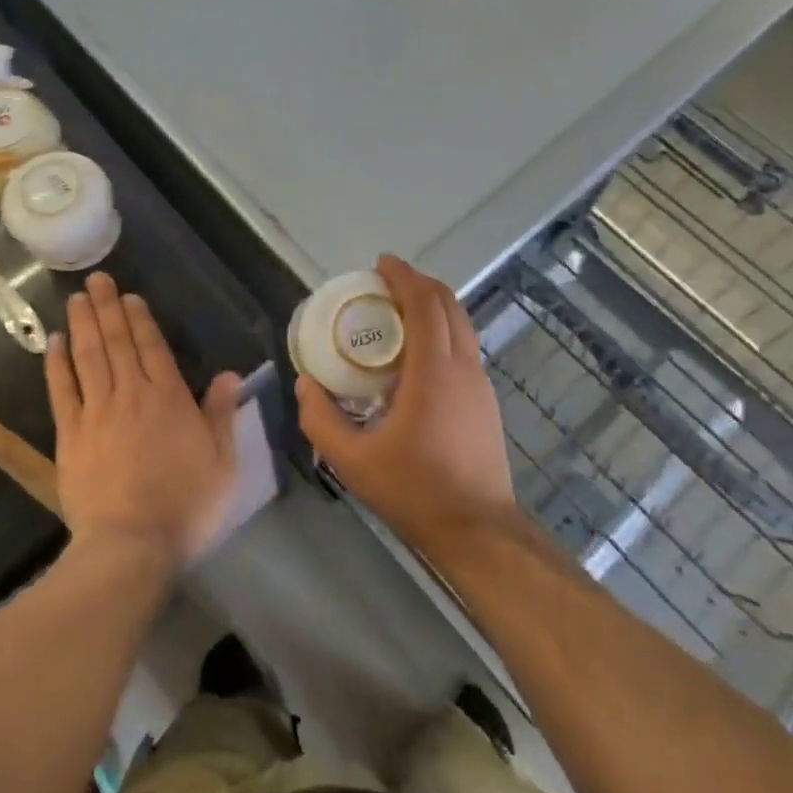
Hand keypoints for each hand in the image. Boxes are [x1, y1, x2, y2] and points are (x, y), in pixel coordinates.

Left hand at [45, 272, 239, 567]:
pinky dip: (57, 364)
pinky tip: (54, 343)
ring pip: (88, 357)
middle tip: (97, 279)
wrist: (130, 544)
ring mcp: (97, 412)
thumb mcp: (221, 462)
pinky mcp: (71, 435)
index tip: (129, 296)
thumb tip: (230, 374)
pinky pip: (62, 390)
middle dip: (108, 308)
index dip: (140, 319)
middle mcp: (131, 395)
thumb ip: (223, 415)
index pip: (153, 347)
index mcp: (169, 398)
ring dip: (83, 324)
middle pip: (117, 343)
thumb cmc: (185, 504)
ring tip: (77, 298)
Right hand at [295, 255, 516, 555]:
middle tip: (386, 282)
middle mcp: (464, 367)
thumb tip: (306, 384)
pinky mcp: (485, 401)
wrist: (477, 529)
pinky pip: (464, 347)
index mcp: (435, 371)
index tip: (381, 263)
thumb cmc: (414, 490)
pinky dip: (442, 331)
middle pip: (449, 304)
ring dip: (433, 306)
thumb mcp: (352, 460)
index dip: (404, 276)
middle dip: (419, 283)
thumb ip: (320, 419)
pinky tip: (418, 354)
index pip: (425, 304)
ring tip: (399, 311)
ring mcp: (480, 384)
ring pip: (461, 325)